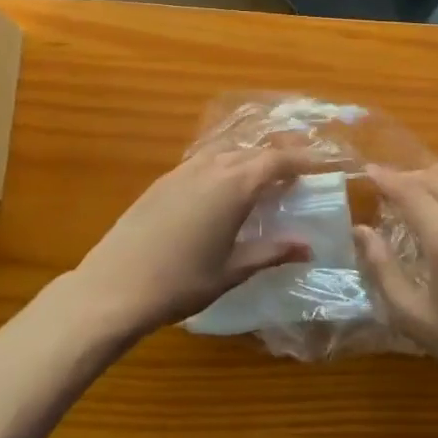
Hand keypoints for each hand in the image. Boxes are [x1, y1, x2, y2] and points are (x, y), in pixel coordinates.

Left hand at [71, 143, 316, 337]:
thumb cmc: (181, 282)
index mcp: (235, 185)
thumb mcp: (233, 270)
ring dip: (251, 157)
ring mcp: (184, 170)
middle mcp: (212, 167)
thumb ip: (271, 252)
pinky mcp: (164, 180)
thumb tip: (308, 247)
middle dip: (280, 155)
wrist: (114, 286)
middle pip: (254, 150)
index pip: (278, 160)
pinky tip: (225, 184)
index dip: (303, 159)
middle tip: (300, 167)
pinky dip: (225, 163)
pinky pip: (205, 159)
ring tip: (266, 173)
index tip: (323, 163)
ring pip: (228, 151)